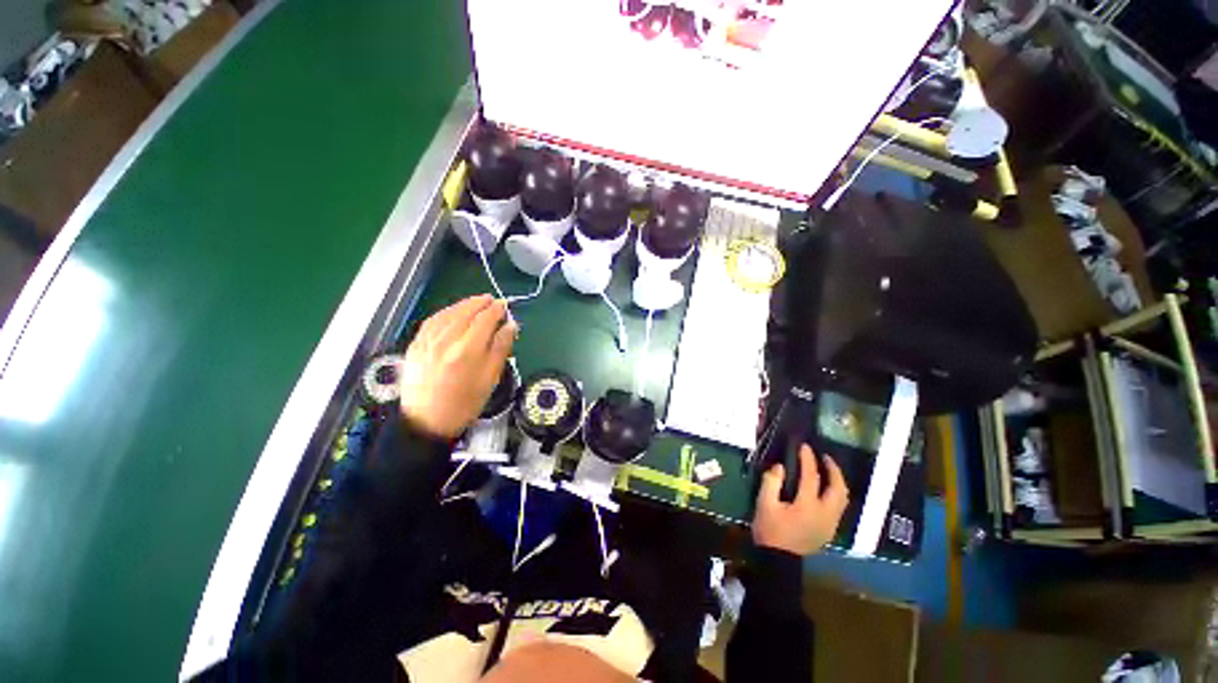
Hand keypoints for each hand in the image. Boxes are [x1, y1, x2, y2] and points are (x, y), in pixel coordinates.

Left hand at [399, 294, 516, 438]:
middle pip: (466, 312)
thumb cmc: (465, 403)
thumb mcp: (490, 378)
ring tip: (475, 302)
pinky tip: (452, 312)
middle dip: (481, 303)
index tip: (504, 305)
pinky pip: (432, 321)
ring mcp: (427, 341)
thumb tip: (510, 325)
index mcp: (467, 350)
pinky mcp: (415, 345)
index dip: (496, 309)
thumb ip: (501, 348)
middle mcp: (446, 340)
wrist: (427, 422)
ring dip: (463, 304)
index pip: (485, 319)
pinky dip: (445, 312)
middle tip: (492, 300)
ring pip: (448, 313)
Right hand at [752, 445, 848, 555]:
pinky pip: (839, 507)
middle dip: (833, 470)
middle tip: (824, 457)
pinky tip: (825, 489)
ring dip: (837, 481)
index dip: (808, 459)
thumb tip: (780, 467)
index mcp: (807, 506)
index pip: (811, 477)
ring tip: (827, 470)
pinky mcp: (829, 530)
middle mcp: (825, 514)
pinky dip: (835, 493)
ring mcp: (830, 523)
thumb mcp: (764, 504)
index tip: (804, 446)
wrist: (779, 560)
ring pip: (842, 498)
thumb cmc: (770, 531)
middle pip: (838, 488)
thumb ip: (771, 483)